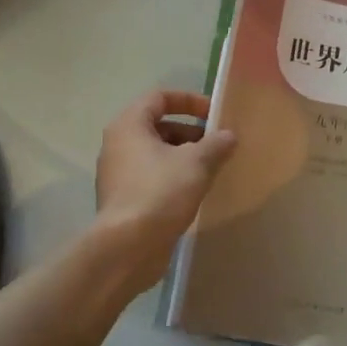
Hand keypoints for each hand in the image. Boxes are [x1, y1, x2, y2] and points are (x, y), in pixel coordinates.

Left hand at [93, 90, 236, 294]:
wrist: (127, 248)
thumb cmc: (160, 192)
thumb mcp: (196, 163)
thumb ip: (216, 144)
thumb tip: (229, 136)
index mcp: (129, 125)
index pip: (159, 97)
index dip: (189, 100)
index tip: (214, 114)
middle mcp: (118, 145)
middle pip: (158, 126)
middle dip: (191, 132)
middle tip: (217, 146)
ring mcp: (118, 174)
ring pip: (156, 154)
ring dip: (184, 157)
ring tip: (211, 170)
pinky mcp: (124, 200)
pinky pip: (152, 177)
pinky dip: (173, 177)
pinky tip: (195, 192)